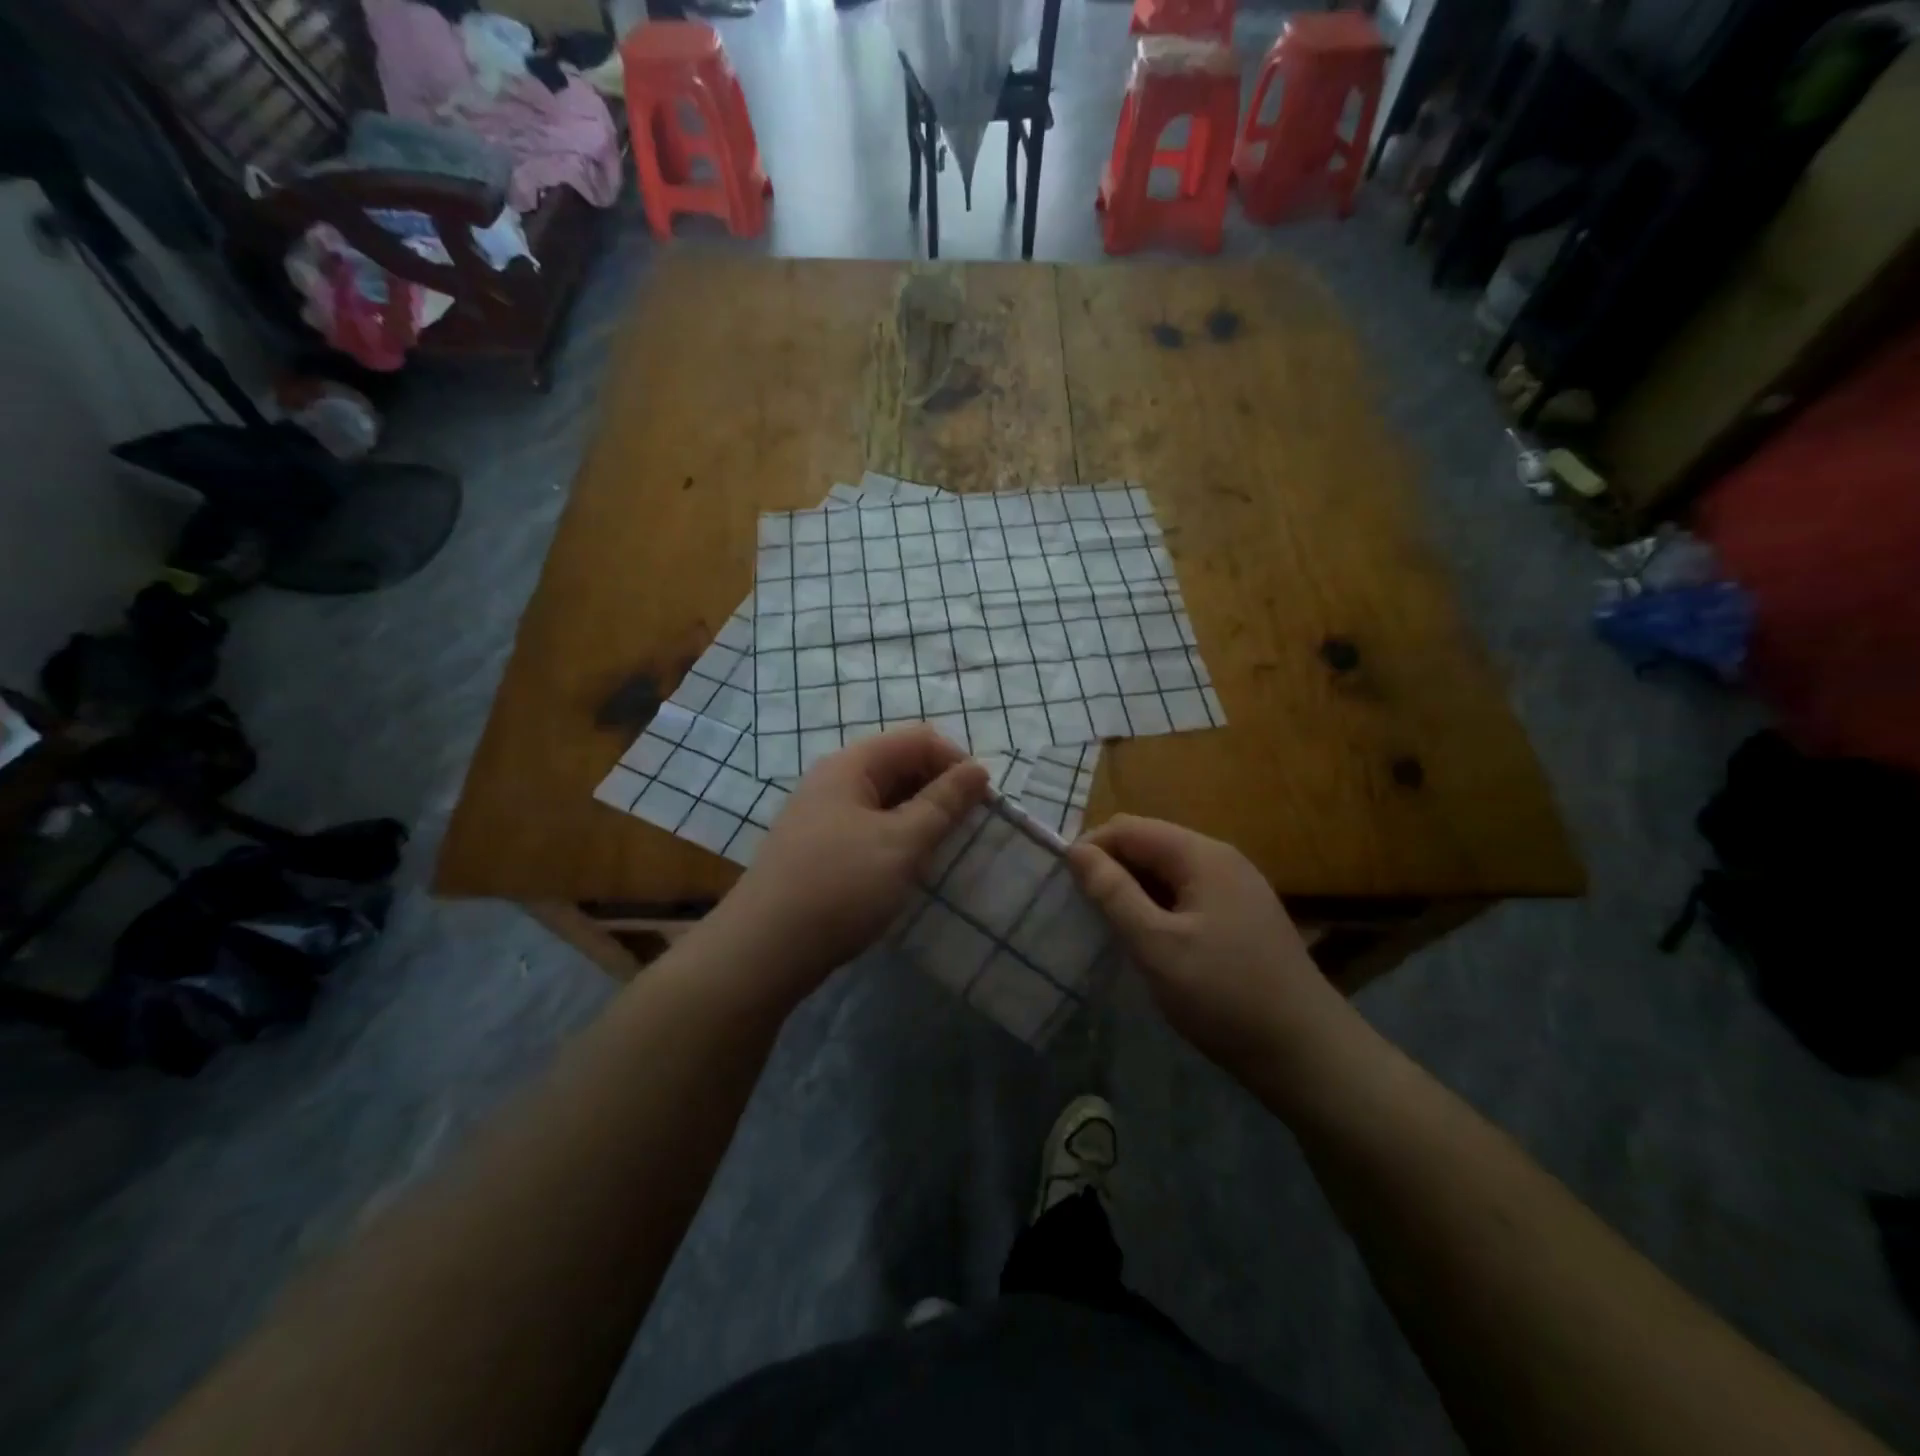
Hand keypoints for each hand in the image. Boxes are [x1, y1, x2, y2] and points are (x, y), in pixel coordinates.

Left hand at [716, 727, 988, 1004]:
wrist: (763, 950)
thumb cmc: (840, 888)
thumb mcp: (902, 843)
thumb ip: (943, 803)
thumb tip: (978, 768)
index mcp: (851, 764)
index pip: (918, 739)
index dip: (955, 762)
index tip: (982, 803)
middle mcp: (834, 779)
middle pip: (900, 764)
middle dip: (939, 789)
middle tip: (965, 830)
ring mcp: (822, 814)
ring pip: (885, 799)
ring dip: (919, 816)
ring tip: (940, 851)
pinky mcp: (818, 847)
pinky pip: (868, 826)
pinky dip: (896, 837)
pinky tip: (905, 868)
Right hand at [1067, 815, 1347, 1073]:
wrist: (1307, 1054)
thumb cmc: (1225, 995)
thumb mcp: (1157, 945)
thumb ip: (1113, 893)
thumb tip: (1076, 850)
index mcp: (1202, 855)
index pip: (1129, 827)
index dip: (1091, 848)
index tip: (1063, 887)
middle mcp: (1221, 859)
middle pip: (1149, 844)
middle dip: (1111, 869)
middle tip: (1082, 911)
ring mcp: (1236, 888)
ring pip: (1167, 872)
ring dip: (1133, 891)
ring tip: (1109, 928)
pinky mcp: (1241, 916)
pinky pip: (1186, 895)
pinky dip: (1158, 908)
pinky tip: (1148, 941)